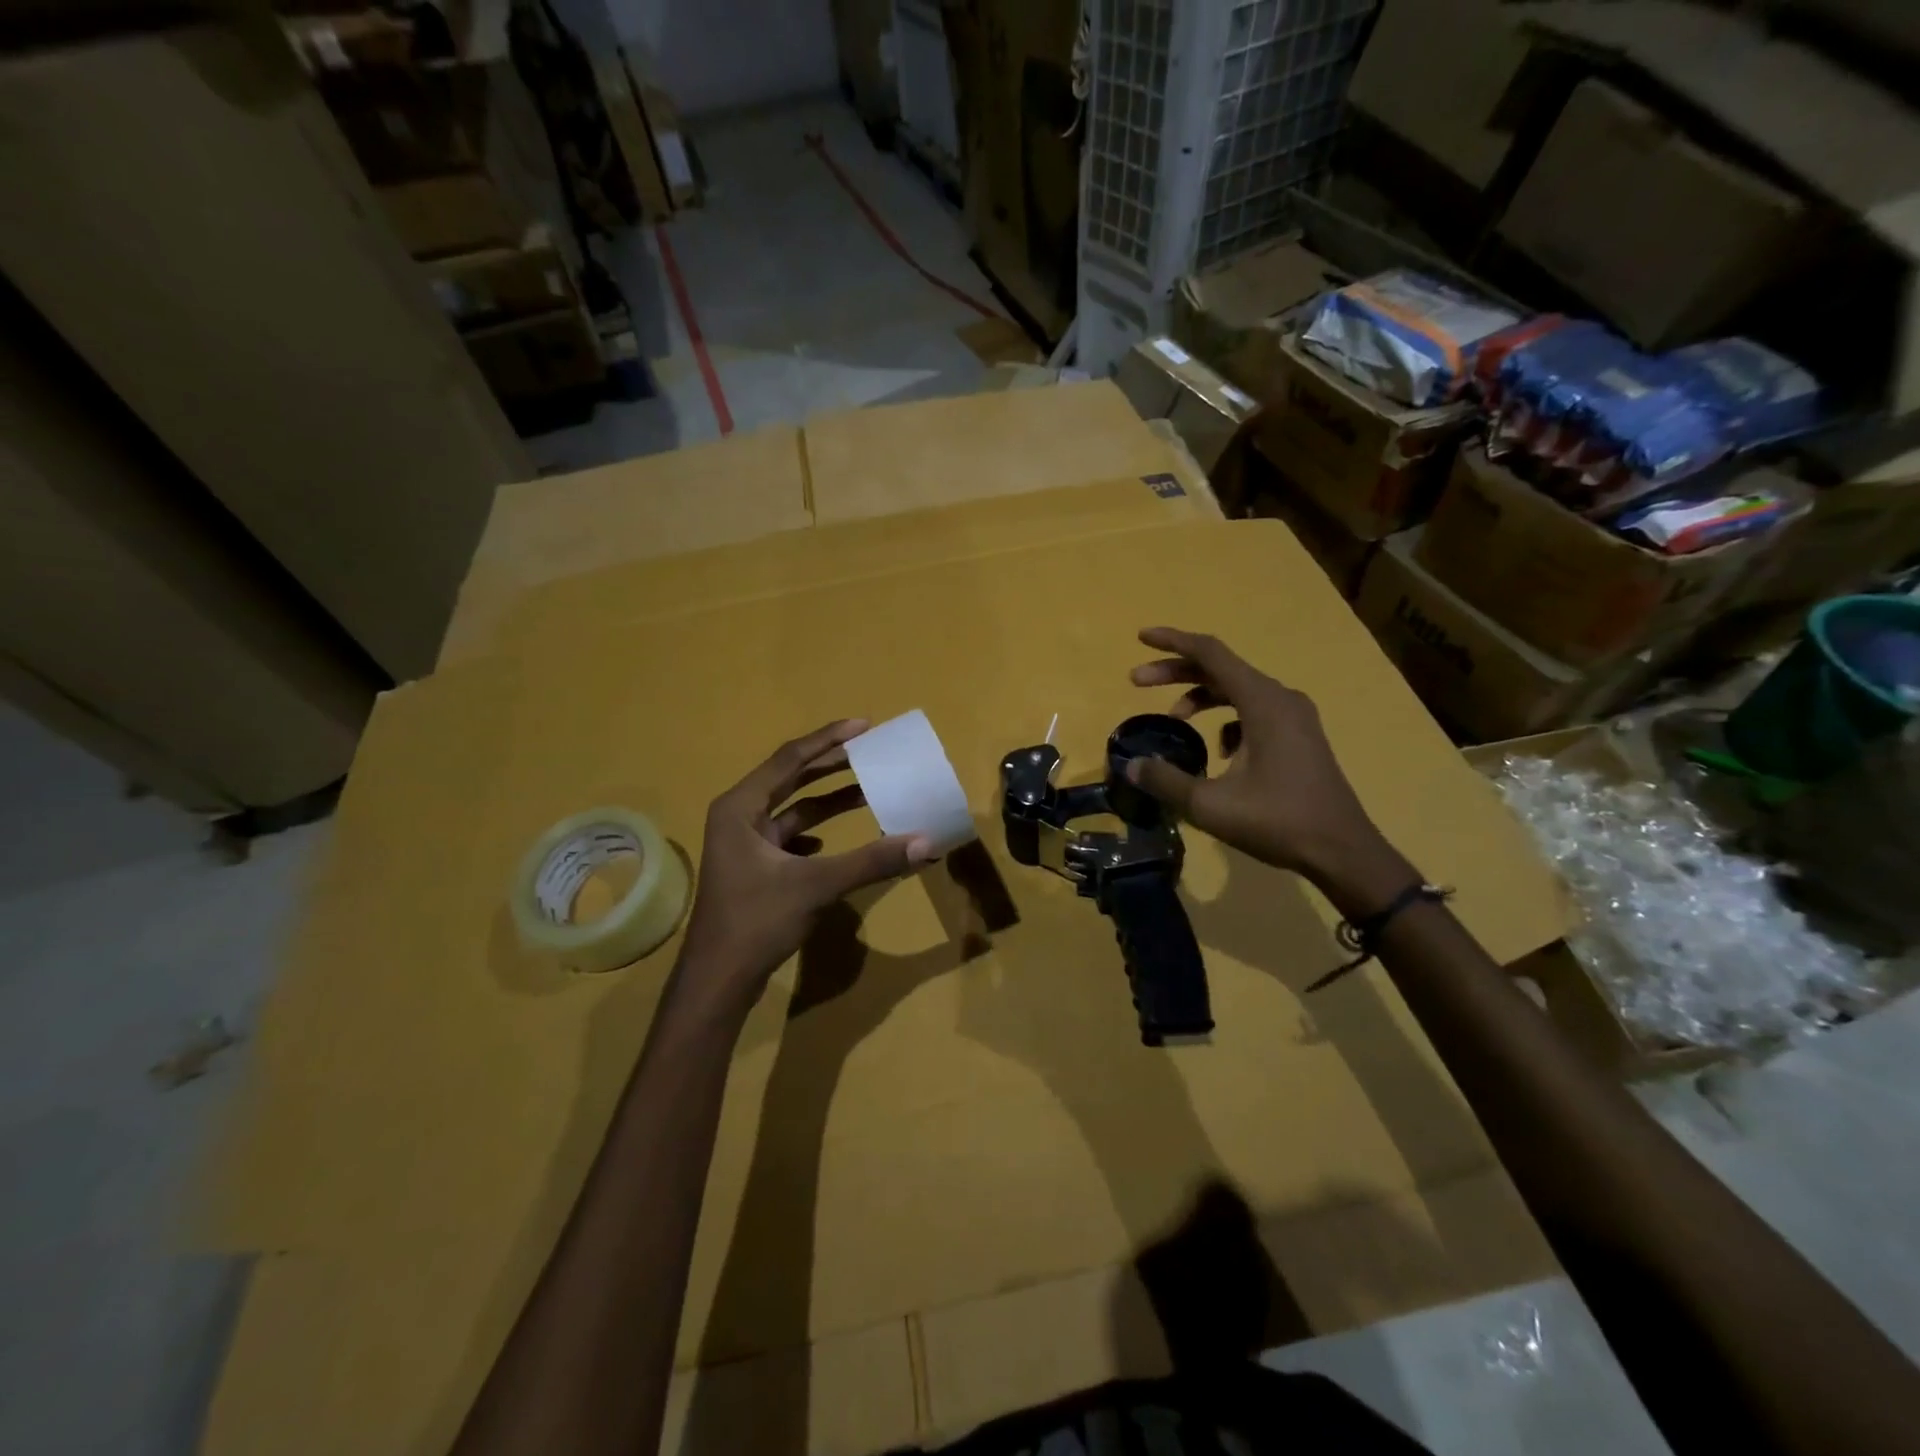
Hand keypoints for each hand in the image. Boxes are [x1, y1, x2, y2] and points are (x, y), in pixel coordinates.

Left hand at [677, 720, 933, 998]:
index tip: (864, 726)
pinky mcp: (752, 870)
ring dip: (827, 800)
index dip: (828, 740)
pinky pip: (789, 838)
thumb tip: (925, 843)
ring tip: (866, 790)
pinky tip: (832, 843)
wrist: (717, 981)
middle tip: (870, 751)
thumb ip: (871, 861)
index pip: (790, 759)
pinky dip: (814, 833)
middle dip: (830, 765)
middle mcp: (738, 817)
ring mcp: (743, 845)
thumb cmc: (756, 922)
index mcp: (740, 807)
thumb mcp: (816, 886)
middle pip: (790, 778)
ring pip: (791, 810)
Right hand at [1126, 627, 1410, 911]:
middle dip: (1176, 672)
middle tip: (1137, 682)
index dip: (1172, 641)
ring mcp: (1294, 717)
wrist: (1342, 851)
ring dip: (1201, 696)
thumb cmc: (1277, 821)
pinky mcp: (1299, 736)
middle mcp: (1281, 698)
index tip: (1140, 638)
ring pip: (1238, 690)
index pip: (1210, 653)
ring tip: (1174, 719)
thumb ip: (1166, 781)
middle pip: (1221, 669)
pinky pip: (1254, 712)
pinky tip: (1218, 753)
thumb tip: (1132, 765)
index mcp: (1262, 702)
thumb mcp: (1210, 805)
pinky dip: (1226, 719)